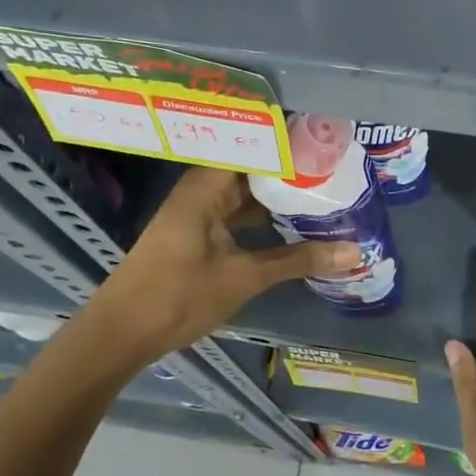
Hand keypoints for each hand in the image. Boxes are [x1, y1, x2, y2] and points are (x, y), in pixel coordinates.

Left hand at [80, 168, 358, 368]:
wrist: (120, 334)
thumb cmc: (178, 295)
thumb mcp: (244, 277)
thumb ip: (299, 260)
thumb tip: (355, 252)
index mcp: (208, 183)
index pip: (256, 145)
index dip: (292, 142)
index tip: (329, 141)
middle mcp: (203, 188)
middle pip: (255, 168)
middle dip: (293, 170)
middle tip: (338, 168)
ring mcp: (200, 211)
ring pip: (248, 194)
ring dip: (281, 196)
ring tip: (326, 191)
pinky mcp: (199, 233)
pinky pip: (239, 214)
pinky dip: (265, 218)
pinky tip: (296, 223)